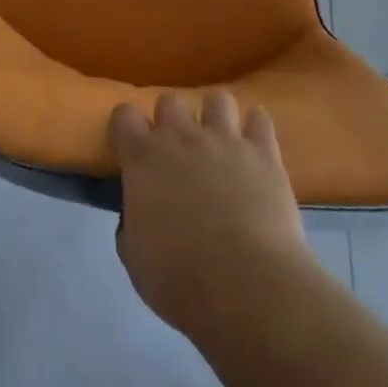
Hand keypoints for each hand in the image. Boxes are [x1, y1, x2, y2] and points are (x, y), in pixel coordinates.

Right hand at [110, 90, 308, 337]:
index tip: (131, 146)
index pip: (124, 115)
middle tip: (178, 149)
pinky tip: (255, 144)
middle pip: (170, 100)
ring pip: (217, 99)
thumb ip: (131, 225)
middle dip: (171, 119)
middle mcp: (181, 137)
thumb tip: (137, 215)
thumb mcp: (135, 258)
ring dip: (215, 116)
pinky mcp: (263, 153)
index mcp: (143, 157)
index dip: (127, 127)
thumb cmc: (180, 279)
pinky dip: (257, 127)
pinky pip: (260, 120)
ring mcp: (225, 140)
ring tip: (220, 140)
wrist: (246, 287)